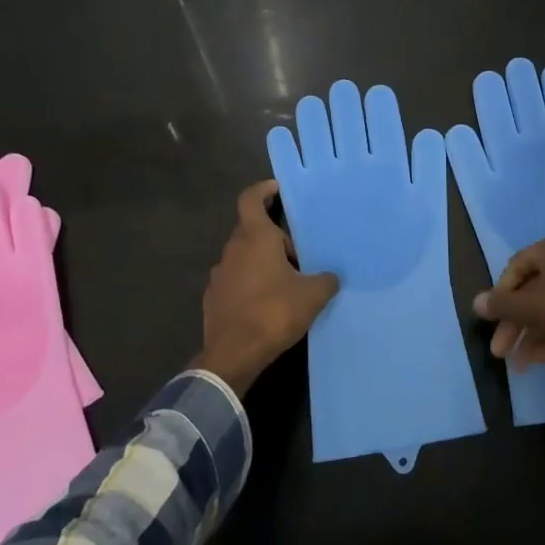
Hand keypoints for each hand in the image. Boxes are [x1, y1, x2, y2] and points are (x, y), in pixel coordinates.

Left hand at [195, 180, 339, 394]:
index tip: (277, 189)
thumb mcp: (312, 295)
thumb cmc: (274, 313)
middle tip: (298, 256)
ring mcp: (219, 274)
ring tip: (285, 282)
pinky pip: (235, 279)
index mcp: (255, 238)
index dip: (263, 190)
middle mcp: (232, 249)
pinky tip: (265, 304)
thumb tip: (331, 277)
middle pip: (252, 230)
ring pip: (243, 256)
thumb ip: (325, 280)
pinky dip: (250, 283)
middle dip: (274, 238)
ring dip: (262, 262)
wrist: (234, 354)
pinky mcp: (213, 297)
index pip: (250, 199)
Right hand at [472, 234, 544, 408]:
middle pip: (534, 289)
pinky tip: (544, 358)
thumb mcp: (528, 310)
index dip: (500, 297)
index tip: (492, 322)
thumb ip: (499, 305)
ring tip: (521, 363)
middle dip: (515, 323)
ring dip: (533, 333)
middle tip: (502, 350)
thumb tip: (476, 302)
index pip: (516, 267)